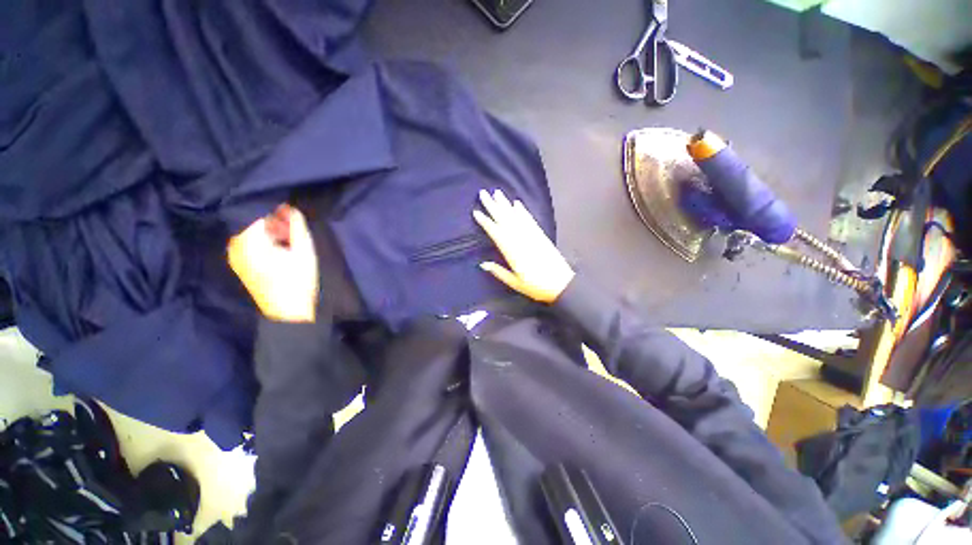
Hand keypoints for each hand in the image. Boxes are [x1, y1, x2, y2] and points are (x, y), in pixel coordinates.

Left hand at [227, 204, 318, 321]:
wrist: (288, 311)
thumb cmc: (298, 280)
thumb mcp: (304, 251)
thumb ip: (298, 227)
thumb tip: (292, 208)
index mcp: (248, 242)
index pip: (258, 214)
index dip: (277, 214)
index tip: (292, 220)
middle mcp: (235, 247)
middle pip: (252, 224)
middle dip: (273, 223)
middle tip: (292, 232)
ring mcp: (235, 257)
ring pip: (251, 234)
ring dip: (269, 233)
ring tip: (288, 242)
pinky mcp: (240, 266)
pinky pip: (249, 245)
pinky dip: (263, 242)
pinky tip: (279, 251)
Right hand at [473, 189, 574, 302]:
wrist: (561, 284)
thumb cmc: (536, 286)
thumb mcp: (515, 283)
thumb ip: (499, 272)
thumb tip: (483, 264)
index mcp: (513, 252)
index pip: (496, 233)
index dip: (486, 222)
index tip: (476, 212)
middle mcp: (521, 240)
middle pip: (505, 220)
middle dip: (493, 206)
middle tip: (483, 193)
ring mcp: (532, 236)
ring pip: (516, 217)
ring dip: (506, 204)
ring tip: (497, 193)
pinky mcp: (540, 235)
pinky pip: (529, 220)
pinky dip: (523, 211)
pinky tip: (517, 204)